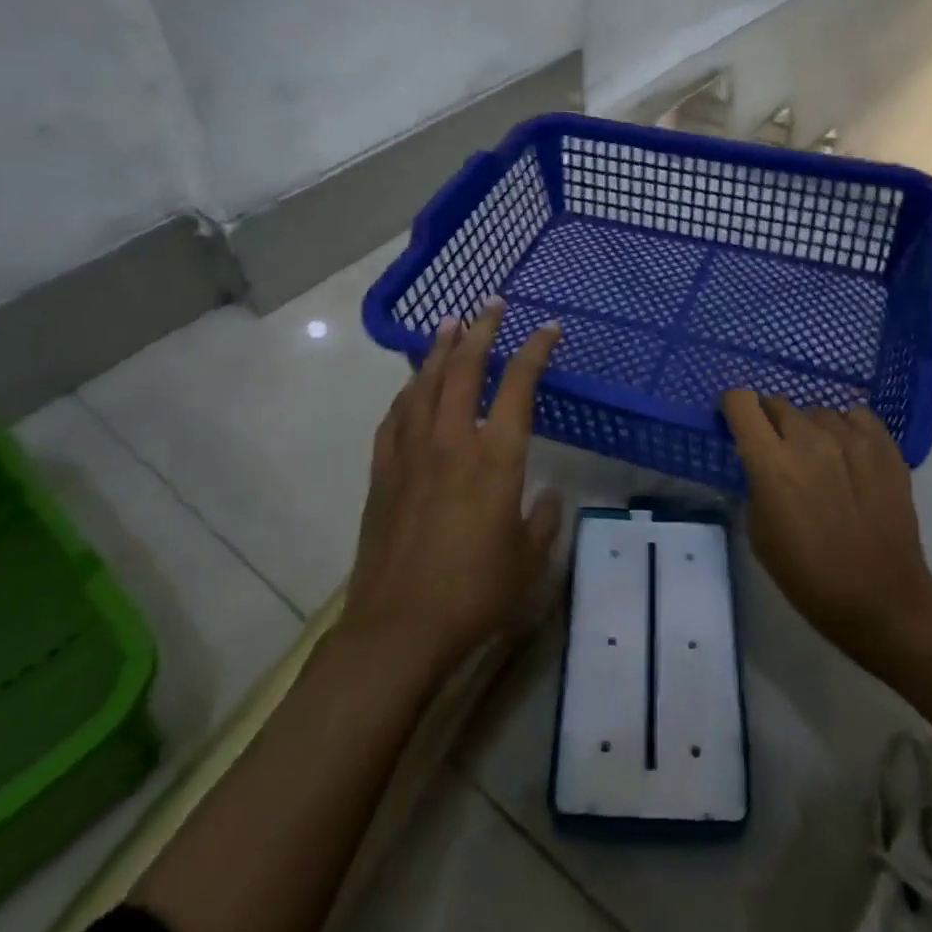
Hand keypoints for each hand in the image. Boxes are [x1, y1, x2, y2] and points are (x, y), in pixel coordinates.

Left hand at [344, 299, 563, 679]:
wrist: (398, 627)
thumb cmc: (474, 593)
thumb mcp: (528, 560)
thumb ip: (543, 520)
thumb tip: (547, 494)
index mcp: (495, 458)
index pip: (518, 386)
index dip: (535, 351)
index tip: (548, 328)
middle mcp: (453, 442)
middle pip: (464, 370)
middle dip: (480, 331)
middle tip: (490, 304)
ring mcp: (412, 453)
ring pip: (424, 384)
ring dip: (438, 350)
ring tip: (449, 324)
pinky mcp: (383, 472)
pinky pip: (395, 417)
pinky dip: (407, 392)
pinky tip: (411, 386)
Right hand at [722, 391, 931, 673]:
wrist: (883, 599)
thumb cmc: (810, 577)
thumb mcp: (760, 534)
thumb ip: (756, 484)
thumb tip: (761, 459)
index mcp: (772, 463)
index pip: (741, 402)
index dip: (733, 407)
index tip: (735, 422)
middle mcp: (809, 439)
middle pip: (777, 403)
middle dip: (770, 422)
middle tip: (778, 451)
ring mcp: (851, 438)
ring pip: (816, 411)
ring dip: (808, 429)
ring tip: (819, 460)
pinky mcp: (884, 444)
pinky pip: (854, 416)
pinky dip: (845, 429)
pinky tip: (848, 455)